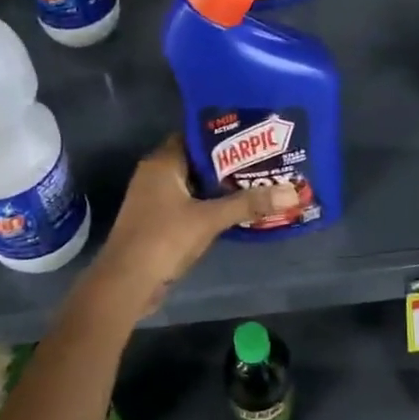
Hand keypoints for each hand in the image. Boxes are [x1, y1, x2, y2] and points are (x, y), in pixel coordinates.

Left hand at [92, 134, 298, 315]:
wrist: (127, 282)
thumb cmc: (164, 239)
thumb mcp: (210, 219)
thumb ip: (248, 204)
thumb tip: (292, 193)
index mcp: (162, 163)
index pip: (194, 137)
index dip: (222, 137)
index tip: (253, 138)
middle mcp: (154, 175)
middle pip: (196, 162)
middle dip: (226, 165)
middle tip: (262, 162)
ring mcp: (153, 200)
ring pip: (192, 186)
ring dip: (218, 188)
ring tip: (255, 184)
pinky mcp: (156, 222)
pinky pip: (187, 206)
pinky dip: (207, 207)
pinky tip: (234, 211)